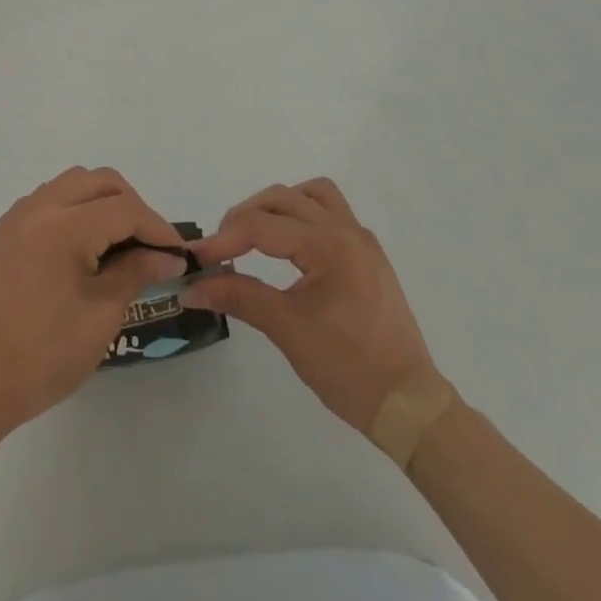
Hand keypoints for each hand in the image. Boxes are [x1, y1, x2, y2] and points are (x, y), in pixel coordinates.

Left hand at [0, 167, 185, 435]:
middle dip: (132, 206)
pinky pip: (50, 199)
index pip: (124, 209)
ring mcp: (18, 215)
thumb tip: (168, 256)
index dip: (157, 228)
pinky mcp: (6, 230)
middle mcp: (39, 207)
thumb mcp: (101, 316)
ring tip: (121, 244)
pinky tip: (86, 247)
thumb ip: (136, 273)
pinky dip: (76, 209)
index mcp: (63, 226)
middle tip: (151, 246)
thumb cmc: (43, 356)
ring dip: (103, 202)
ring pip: (74, 183)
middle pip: (100, 182)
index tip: (179, 254)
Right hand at [184, 178, 442, 433]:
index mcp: (328, 245)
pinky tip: (288, 245)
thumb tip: (192, 287)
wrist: (408, 405)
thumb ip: (238, 296)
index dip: (223, 239)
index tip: (195, 258)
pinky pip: (330, 212)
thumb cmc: (348, 369)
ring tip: (254, 235)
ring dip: (277, 206)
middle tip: (221, 248)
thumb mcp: (287, 330)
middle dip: (245, 216)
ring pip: (311, 195)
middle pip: (283, 198)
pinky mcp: (367, 254)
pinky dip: (302, 215)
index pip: (262, 226)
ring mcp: (361, 240)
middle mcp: (346, 230)